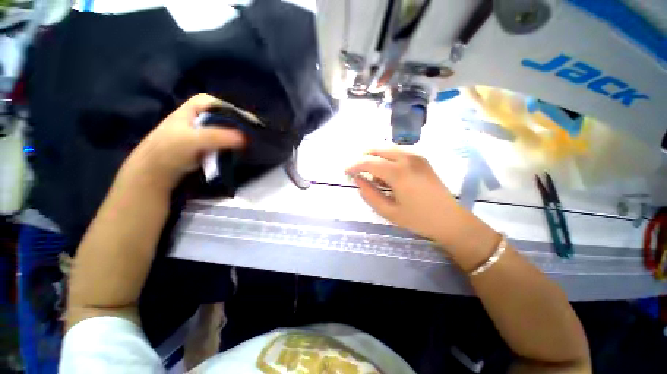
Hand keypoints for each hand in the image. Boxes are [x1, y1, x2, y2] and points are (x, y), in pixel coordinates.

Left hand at [124, 94, 245, 189]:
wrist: (157, 169)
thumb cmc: (170, 150)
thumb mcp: (192, 140)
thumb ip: (218, 136)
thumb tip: (246, 138)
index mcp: (200, 104)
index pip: (228, 106)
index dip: (242, 116)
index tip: (256, 128)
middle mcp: (207, 113)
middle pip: (232, 118)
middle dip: (245, 128)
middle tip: (259, 139)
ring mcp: (209, 127)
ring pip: (232, 130)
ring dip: (243, 138)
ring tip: (255, 146)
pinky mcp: (211, 140)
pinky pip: (229, 140)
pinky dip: (237, 145)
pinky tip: (245, 151)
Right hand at [346, 149, 497, 259]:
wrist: (450, 219)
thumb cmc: (418, 219)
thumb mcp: (388, 212)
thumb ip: (369, 194)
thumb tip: (358, 180)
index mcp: (398, 172)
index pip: (368, 162)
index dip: (354, 165)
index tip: (345, 171)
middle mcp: (407, 158)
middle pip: (377, 149)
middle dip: (362, 157)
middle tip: (355, 170)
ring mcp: (416, 156)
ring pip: (387, 148)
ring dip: (374, 156)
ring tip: (369, 172)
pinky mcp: (421, 158)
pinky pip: (397, 151)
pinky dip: (385, 157)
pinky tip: (385, 171)